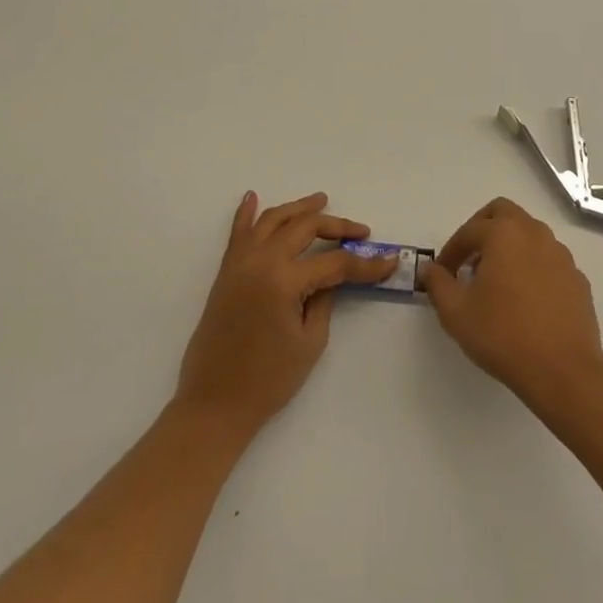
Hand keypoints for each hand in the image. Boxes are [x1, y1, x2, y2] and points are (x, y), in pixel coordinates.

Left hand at [174, 191, 396, 440]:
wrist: (213, 405)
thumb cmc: (267, 381)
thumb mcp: (309, 342)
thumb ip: (324, 300)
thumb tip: (333, 275)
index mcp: (284, 280)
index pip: (335, 262)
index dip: (365, 264)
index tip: (389, 262)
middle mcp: (261, 260)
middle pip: (305, 228)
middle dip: (337, 226)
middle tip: (360, 232)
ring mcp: (240, 263)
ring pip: (273, 219)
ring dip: (298, 208)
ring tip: (321, 201)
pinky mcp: (226, 272)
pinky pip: (237, 232)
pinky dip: (246, 212)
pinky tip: (253, 197)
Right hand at [421, 198, 602, 412]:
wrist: (562, 371)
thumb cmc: (503, 335)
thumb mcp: (457, 314)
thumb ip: (439, 285)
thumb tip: (430, 269)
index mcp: (504, 234)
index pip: (469, 231)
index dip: (451, 250)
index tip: (443, 273)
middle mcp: (534, 234)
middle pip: (504, 213)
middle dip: (482, 229)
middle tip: (470, 258)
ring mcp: (561, 255)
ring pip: (529, 233)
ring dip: (509, 246)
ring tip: (496, 280)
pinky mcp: (577, 278)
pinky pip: (549, 260)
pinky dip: (532, 267)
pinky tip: (525, 299)